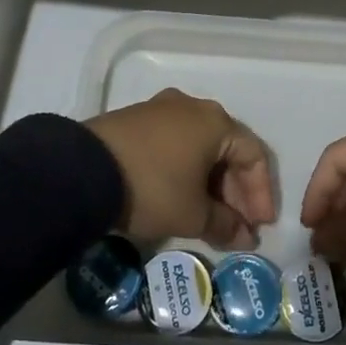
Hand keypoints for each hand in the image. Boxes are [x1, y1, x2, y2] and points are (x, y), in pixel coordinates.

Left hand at [86, 89, 276, 249]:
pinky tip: (180, 194)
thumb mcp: (192, 214)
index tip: (259, 225)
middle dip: (235, 189)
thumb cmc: (152, 187)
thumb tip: (244, 237)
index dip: (261, 193)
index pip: (253, 155)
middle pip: (227, 148)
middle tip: (235, 224)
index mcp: (215, 122)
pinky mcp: (137, 118)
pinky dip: (185, 168)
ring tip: (208, 215)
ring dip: (210, 181)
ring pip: (200, 145)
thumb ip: (224, 225)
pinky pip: (175, 143)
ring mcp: (162, 109)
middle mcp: (193, 107)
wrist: (84, 170)